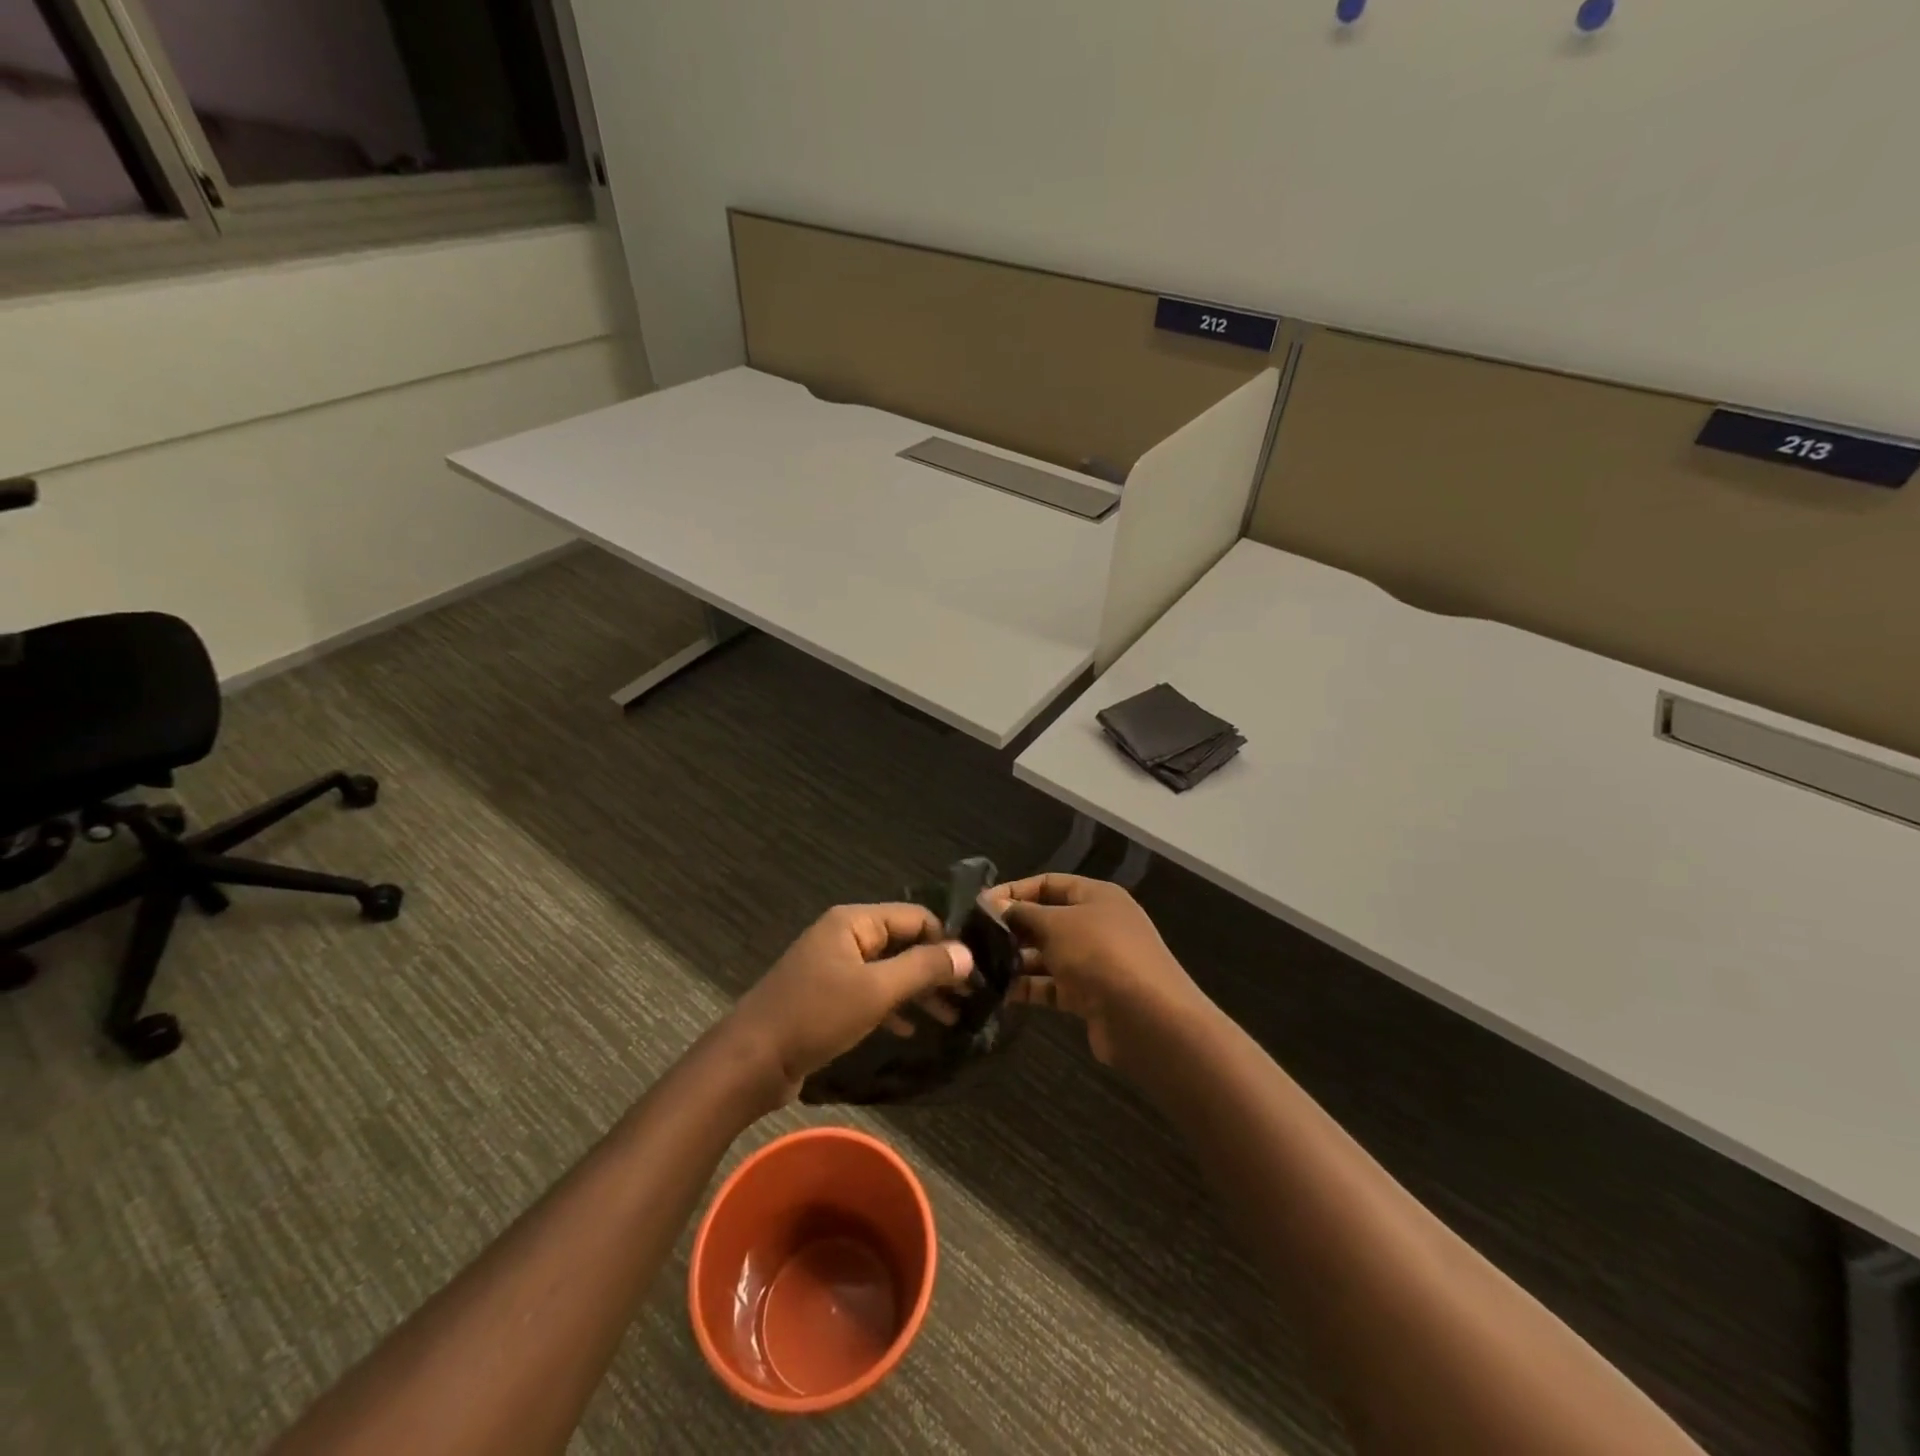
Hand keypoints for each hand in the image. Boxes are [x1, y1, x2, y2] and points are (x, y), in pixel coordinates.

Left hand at [726, 903, 974, 1101]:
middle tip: (970, 998)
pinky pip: (870, 993)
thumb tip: (967, 953)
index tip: (975, 971)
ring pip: (888, 970)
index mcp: (853, 922)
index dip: (946, 940)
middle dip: (936, 969)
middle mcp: (844, 936)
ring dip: (919, 991)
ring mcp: (833, 967)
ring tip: (952, 1018)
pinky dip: (893, 1006)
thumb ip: (923, 968)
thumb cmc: (815, 1016)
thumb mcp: (875, 990)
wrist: (751, 1062)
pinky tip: (912, 1029)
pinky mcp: (826, 997)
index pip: (915, 916)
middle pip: (903, 942)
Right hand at [986, 874, 1209, 1070]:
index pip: (1048, 883)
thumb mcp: (1056, 925)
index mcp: (1096, 896)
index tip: (979, 905)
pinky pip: (1052, 985)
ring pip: (1046, 955)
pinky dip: (1028, 987)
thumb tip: (993, 905)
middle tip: (973, 939)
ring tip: (979, 967)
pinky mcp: (1089, 996)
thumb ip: (1022, 914)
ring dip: (1016, 960)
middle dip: (1011, 928)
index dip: (1014, 891)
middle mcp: (1096, 924)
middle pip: (1046, 919)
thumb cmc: (1100, 955)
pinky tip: (998, 992)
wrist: (1148, 1019)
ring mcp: (1094, 961)